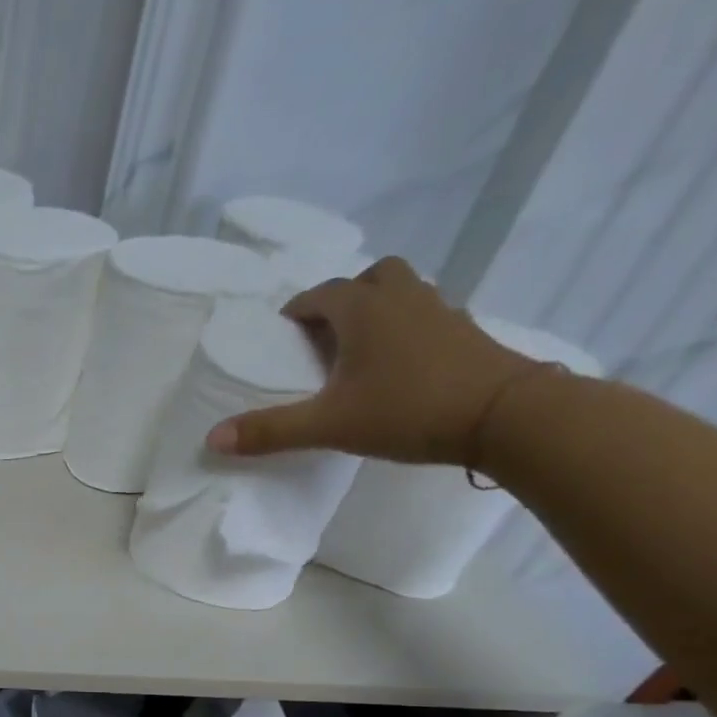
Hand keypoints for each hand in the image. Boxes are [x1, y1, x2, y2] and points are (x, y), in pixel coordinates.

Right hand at [206, 257, 536, 466]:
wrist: (504, 414)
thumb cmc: (407, 410)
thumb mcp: (328, 426)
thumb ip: (270, 431)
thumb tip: (212, 439)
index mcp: (364, 310)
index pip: (322, 294)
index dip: (298, 311)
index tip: (282, 335)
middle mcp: (403, 298)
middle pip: (371, 277)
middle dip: (344, 298)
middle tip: (325, 335)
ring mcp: (440, 311)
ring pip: (402, 292)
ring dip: (377, 310)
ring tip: (358, 351)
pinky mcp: (465, 332)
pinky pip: (426, 316)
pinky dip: (405, 329)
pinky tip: (396, 367)